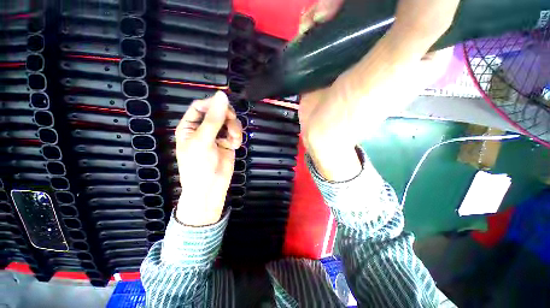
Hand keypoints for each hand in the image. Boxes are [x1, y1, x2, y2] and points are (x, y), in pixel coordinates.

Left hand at [174, 91, 242, 225]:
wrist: (210, 188)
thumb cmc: (199, 165)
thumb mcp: (203, 140)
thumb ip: (214, 118)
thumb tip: (222, 95)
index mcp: (190, 126)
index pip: (201, 106)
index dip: (213, 104)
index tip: (225, 107)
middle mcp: (204, 129)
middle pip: (218, 112)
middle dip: (227, 117)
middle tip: (232, 122)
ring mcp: (217, 136)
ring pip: (229, 122)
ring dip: (235, 128)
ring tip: (235, 139)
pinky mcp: (228, 143)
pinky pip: (235, 133)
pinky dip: (237, 137)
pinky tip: (235, 145)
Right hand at [298, 0, 458, 180]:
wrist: (319, 132)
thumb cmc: (352, 111)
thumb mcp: (388, 71)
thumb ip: (416, 29)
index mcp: (421, 48)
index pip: (425, 5)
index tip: (375, 0)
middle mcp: (394, 43)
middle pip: (382, 3)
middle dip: (352, 0)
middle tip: (329, 10)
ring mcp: (363, 47)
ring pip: (354, 9)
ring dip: (331, 6)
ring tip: (316, 20)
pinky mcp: (338, 54)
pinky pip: (333, 26)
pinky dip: (319, 21)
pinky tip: (309, 28)